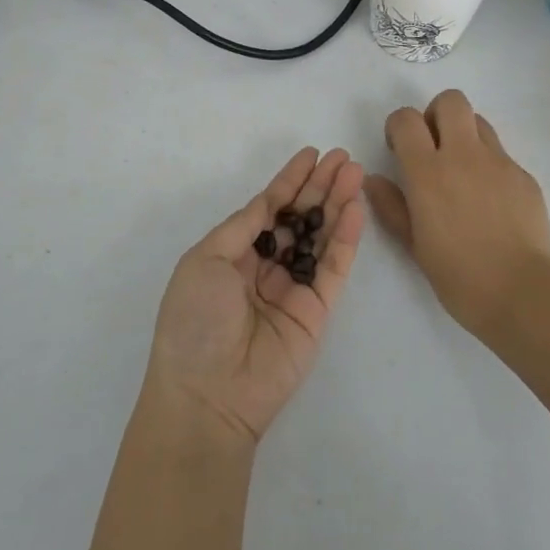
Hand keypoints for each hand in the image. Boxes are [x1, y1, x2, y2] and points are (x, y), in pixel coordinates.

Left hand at [147, 147, 365, 444]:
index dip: (289, 181)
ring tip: (355, 172)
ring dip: (338, 204)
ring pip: (320, 237)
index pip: (267, 209)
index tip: (311, 154)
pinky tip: (355, 209)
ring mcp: (293, 289)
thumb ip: (242, 228)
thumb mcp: (204, 261)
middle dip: (319, 187)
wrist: (208, 394)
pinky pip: (334, 267)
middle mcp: (264, 268)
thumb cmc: (194, 321)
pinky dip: (346, 238)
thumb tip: (268, 202)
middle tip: (343, 157)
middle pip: (298, 218)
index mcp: (232, 256)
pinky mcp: (317, 311)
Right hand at [367, 90, 549, 338]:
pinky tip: (490, 203)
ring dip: (464, 135)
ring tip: (461, 174)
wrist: (523, 293)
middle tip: (432, 149)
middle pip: (450, 101)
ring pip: (479, 121)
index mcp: (429, 172)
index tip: (399, 150)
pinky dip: (488, 166)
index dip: (398, 126)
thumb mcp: (414, 246)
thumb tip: (374, 179)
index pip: (407, 119)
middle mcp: (464, 156)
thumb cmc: (459, 277)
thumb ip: (392, 207)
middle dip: (435, 115)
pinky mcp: (525, 176)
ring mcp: (500, 163)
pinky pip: (501, 154)